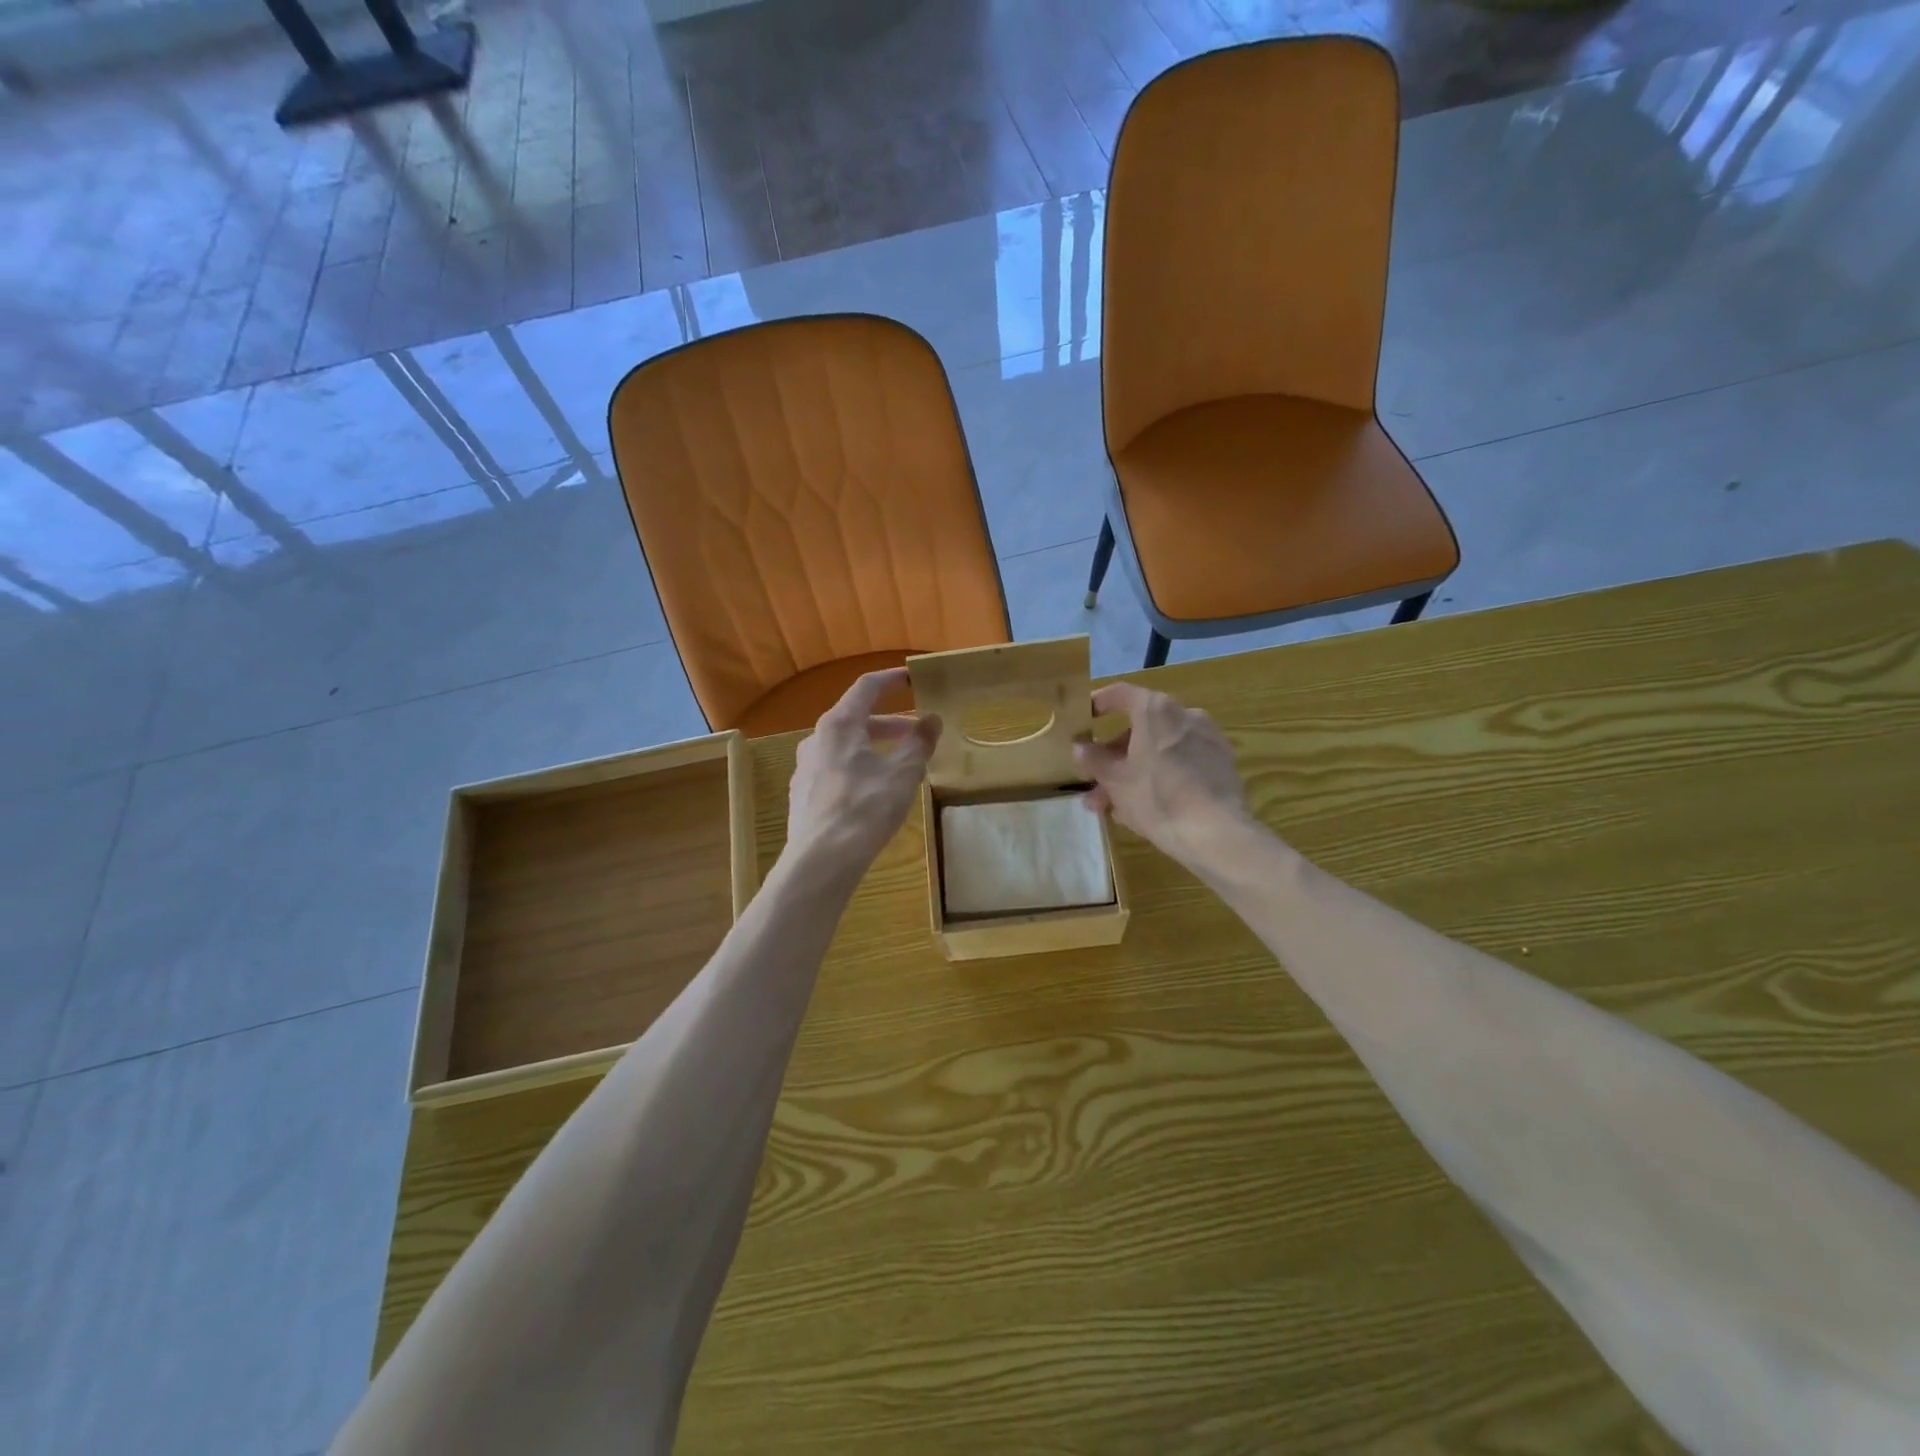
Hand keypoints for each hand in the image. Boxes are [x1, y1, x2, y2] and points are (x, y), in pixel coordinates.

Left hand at [786, 668, 941, 876]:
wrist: (821, 860)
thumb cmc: (865, 808)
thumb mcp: (902, 773)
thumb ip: (919, 742)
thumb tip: (932, 719)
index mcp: (839, 724)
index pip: (866, 687)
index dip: (891, 680)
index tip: (912, 678)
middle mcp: (816, 738)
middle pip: (855, 719)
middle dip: (890, 724)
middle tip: (916, 733)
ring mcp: (805, 767)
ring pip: (845, 746)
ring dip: (874, 747)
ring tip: (899, 765)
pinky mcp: (803, 794)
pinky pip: (835, 769)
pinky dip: (858, 768)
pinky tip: (873, 792)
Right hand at [1073, 681, 1252, 870]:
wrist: (1216, 834)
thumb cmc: (1157, 799)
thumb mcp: (1115, 781)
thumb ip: (1093, 759)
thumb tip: (1079, 747)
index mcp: (1156, 710)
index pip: (1120, 694)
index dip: (1098, 703)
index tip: (1083, 719)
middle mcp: (1185, 714)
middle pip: (1140, 727)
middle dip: (1114, 755)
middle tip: (1096, 781)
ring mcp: (1207, 738)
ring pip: (1160, 749)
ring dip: (1135, 770)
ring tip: (1116, 806)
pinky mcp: (1221, 762)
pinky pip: (1182, 762)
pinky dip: (1162, 775)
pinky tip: (1148, 806)